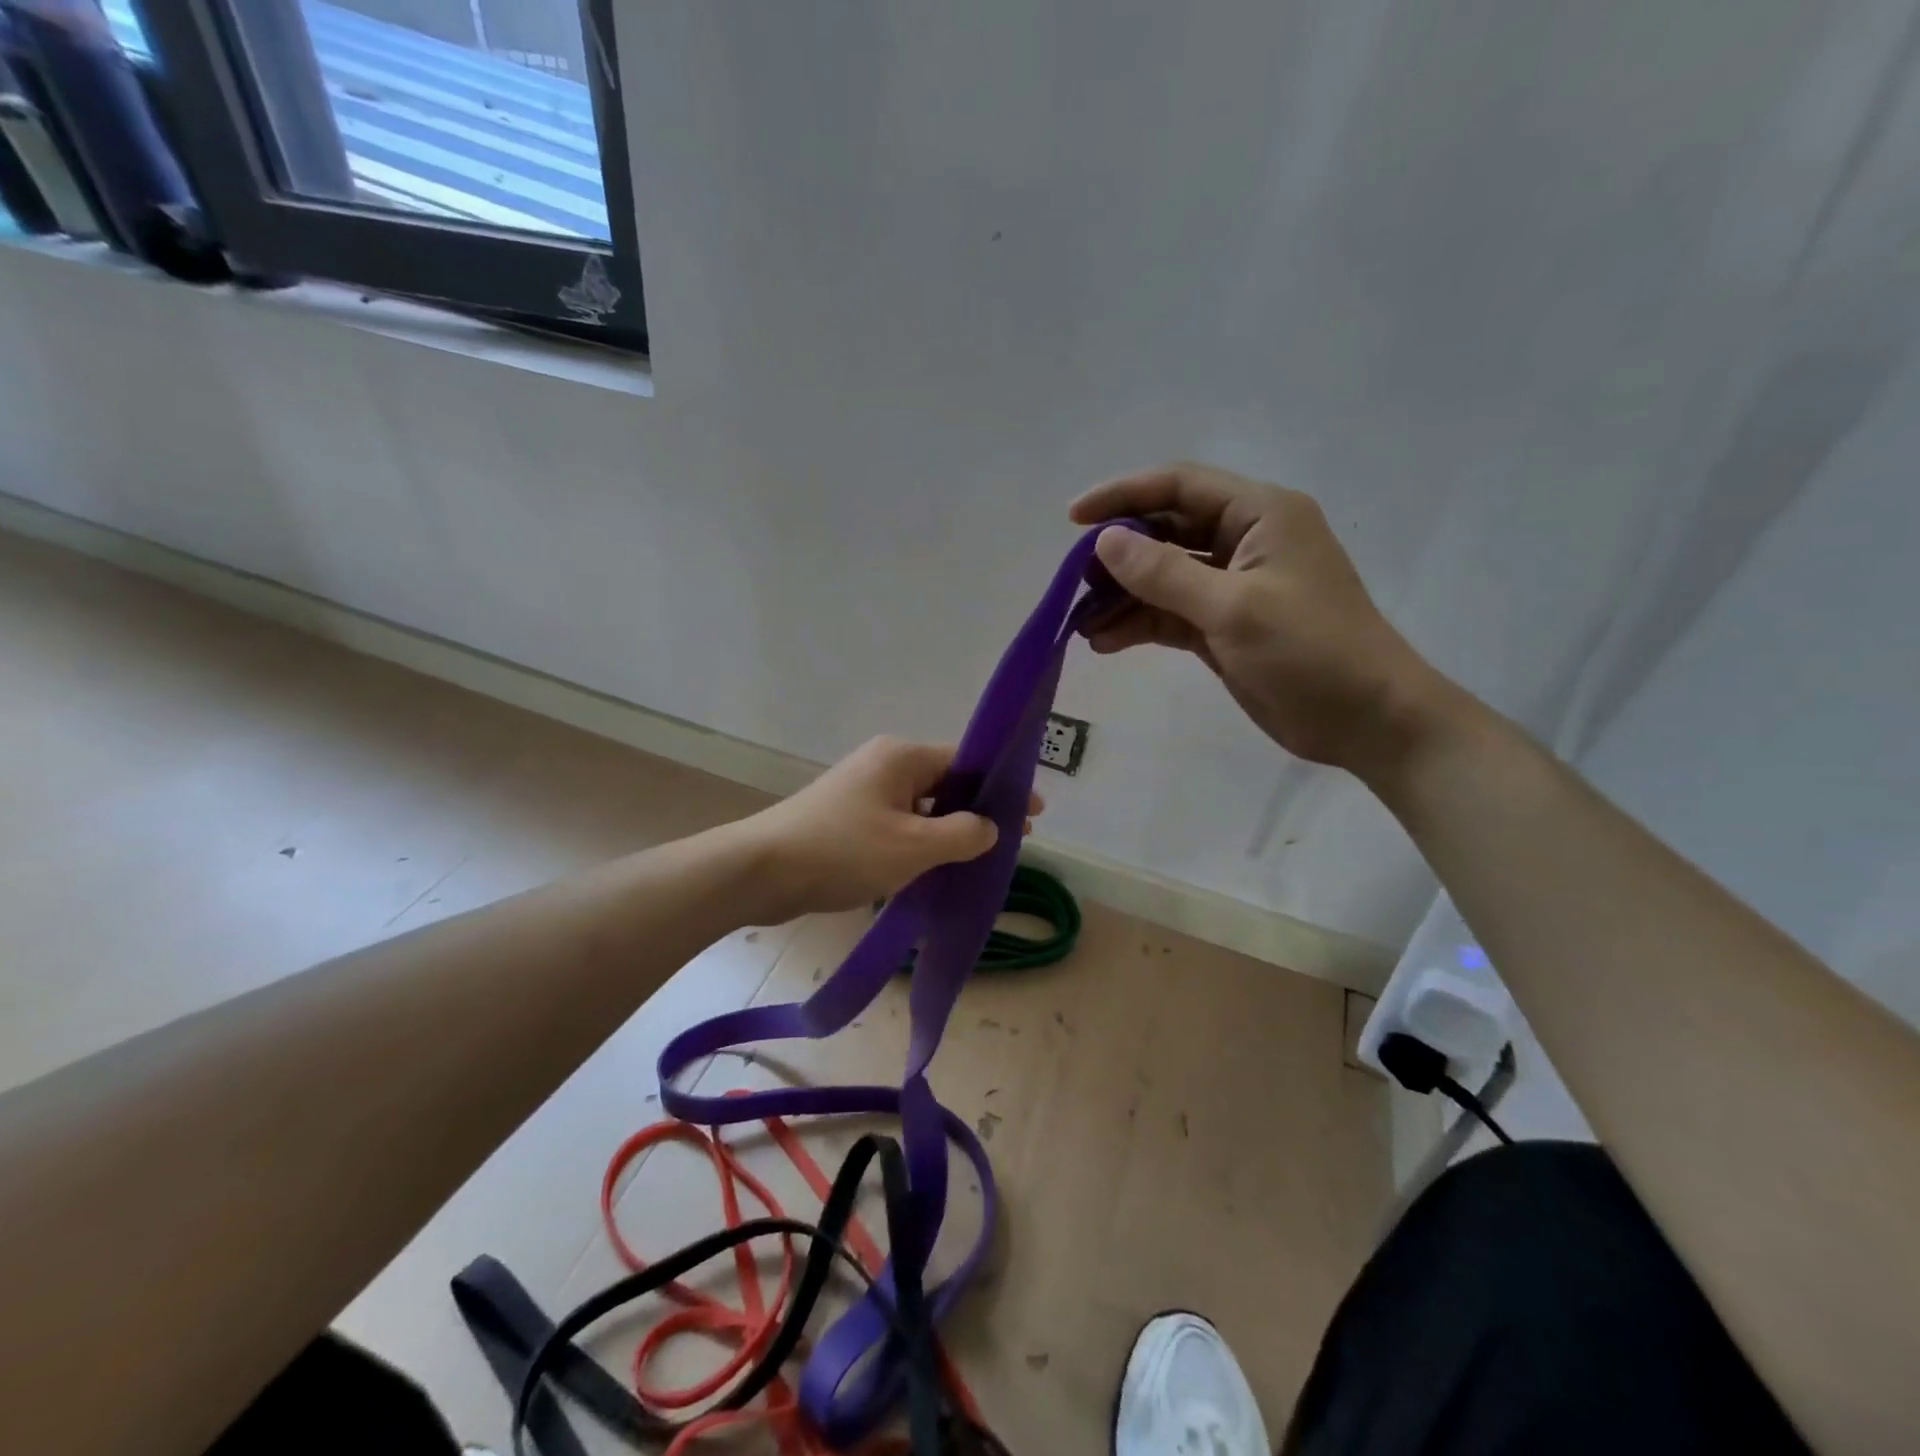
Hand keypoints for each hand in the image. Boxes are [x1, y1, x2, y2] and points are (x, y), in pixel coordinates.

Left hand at [742, 737, 1040, 919]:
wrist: (761, 871)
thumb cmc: (842, 851)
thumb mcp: (913, 846)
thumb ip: (962, 835)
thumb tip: (990, 827)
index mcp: (902, 757)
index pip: (967, 762)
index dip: (1003, 788)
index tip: (1034, 814)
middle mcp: (884, 764)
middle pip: (946, 782)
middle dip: (978, 811)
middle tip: (1012, 841)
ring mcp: (863, 790)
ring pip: (922, 806)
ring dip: (948, 830)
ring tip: (977, 860)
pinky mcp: (847, 816)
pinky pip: (898, 822)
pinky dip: (920, 841)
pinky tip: (934, 868)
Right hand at [1071, 463, 1442, 773]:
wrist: (1366, 720)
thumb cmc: (1311, 651)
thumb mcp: (1234, 608)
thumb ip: (1165, 574)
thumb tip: (1104, 542)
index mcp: (1260, 514)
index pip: (1179, 486)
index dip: (1123, 495)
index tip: (1073, 519)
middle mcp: (1244, 541)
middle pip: (1166, 531)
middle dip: (1118, 555)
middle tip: (1075, 583)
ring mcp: (1233, 586)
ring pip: (1163, 577)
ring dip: (1123, 596)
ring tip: (1082, 623)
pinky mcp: (1224, 627)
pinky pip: (1170, 614)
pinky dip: (1139, 624)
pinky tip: (1106, 641)